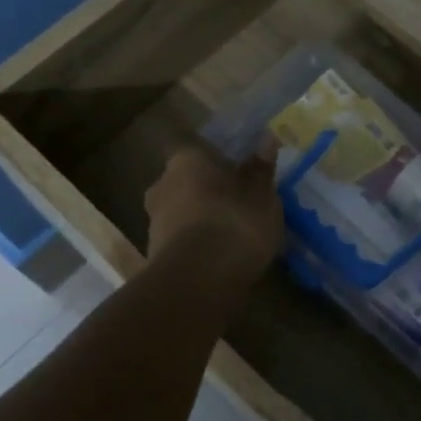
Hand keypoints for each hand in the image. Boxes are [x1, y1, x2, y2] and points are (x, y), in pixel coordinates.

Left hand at [144, 143, 284, 285]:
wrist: (197, 281)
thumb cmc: (234, 223)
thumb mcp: (261, 196)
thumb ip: (261, 169)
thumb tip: (266, 139)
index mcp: (186, 159)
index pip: (197, 149)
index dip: (216, 160)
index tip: (235, 170)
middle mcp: (162, 183)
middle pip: (186, 181)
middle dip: (207, 190)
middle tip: (236, 203)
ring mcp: (153, 221)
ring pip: (181, 211)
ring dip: (200, 219)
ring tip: (231, 234)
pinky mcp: (154, 254)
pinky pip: (180, 240)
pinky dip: (196, 244)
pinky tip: (218, 257)